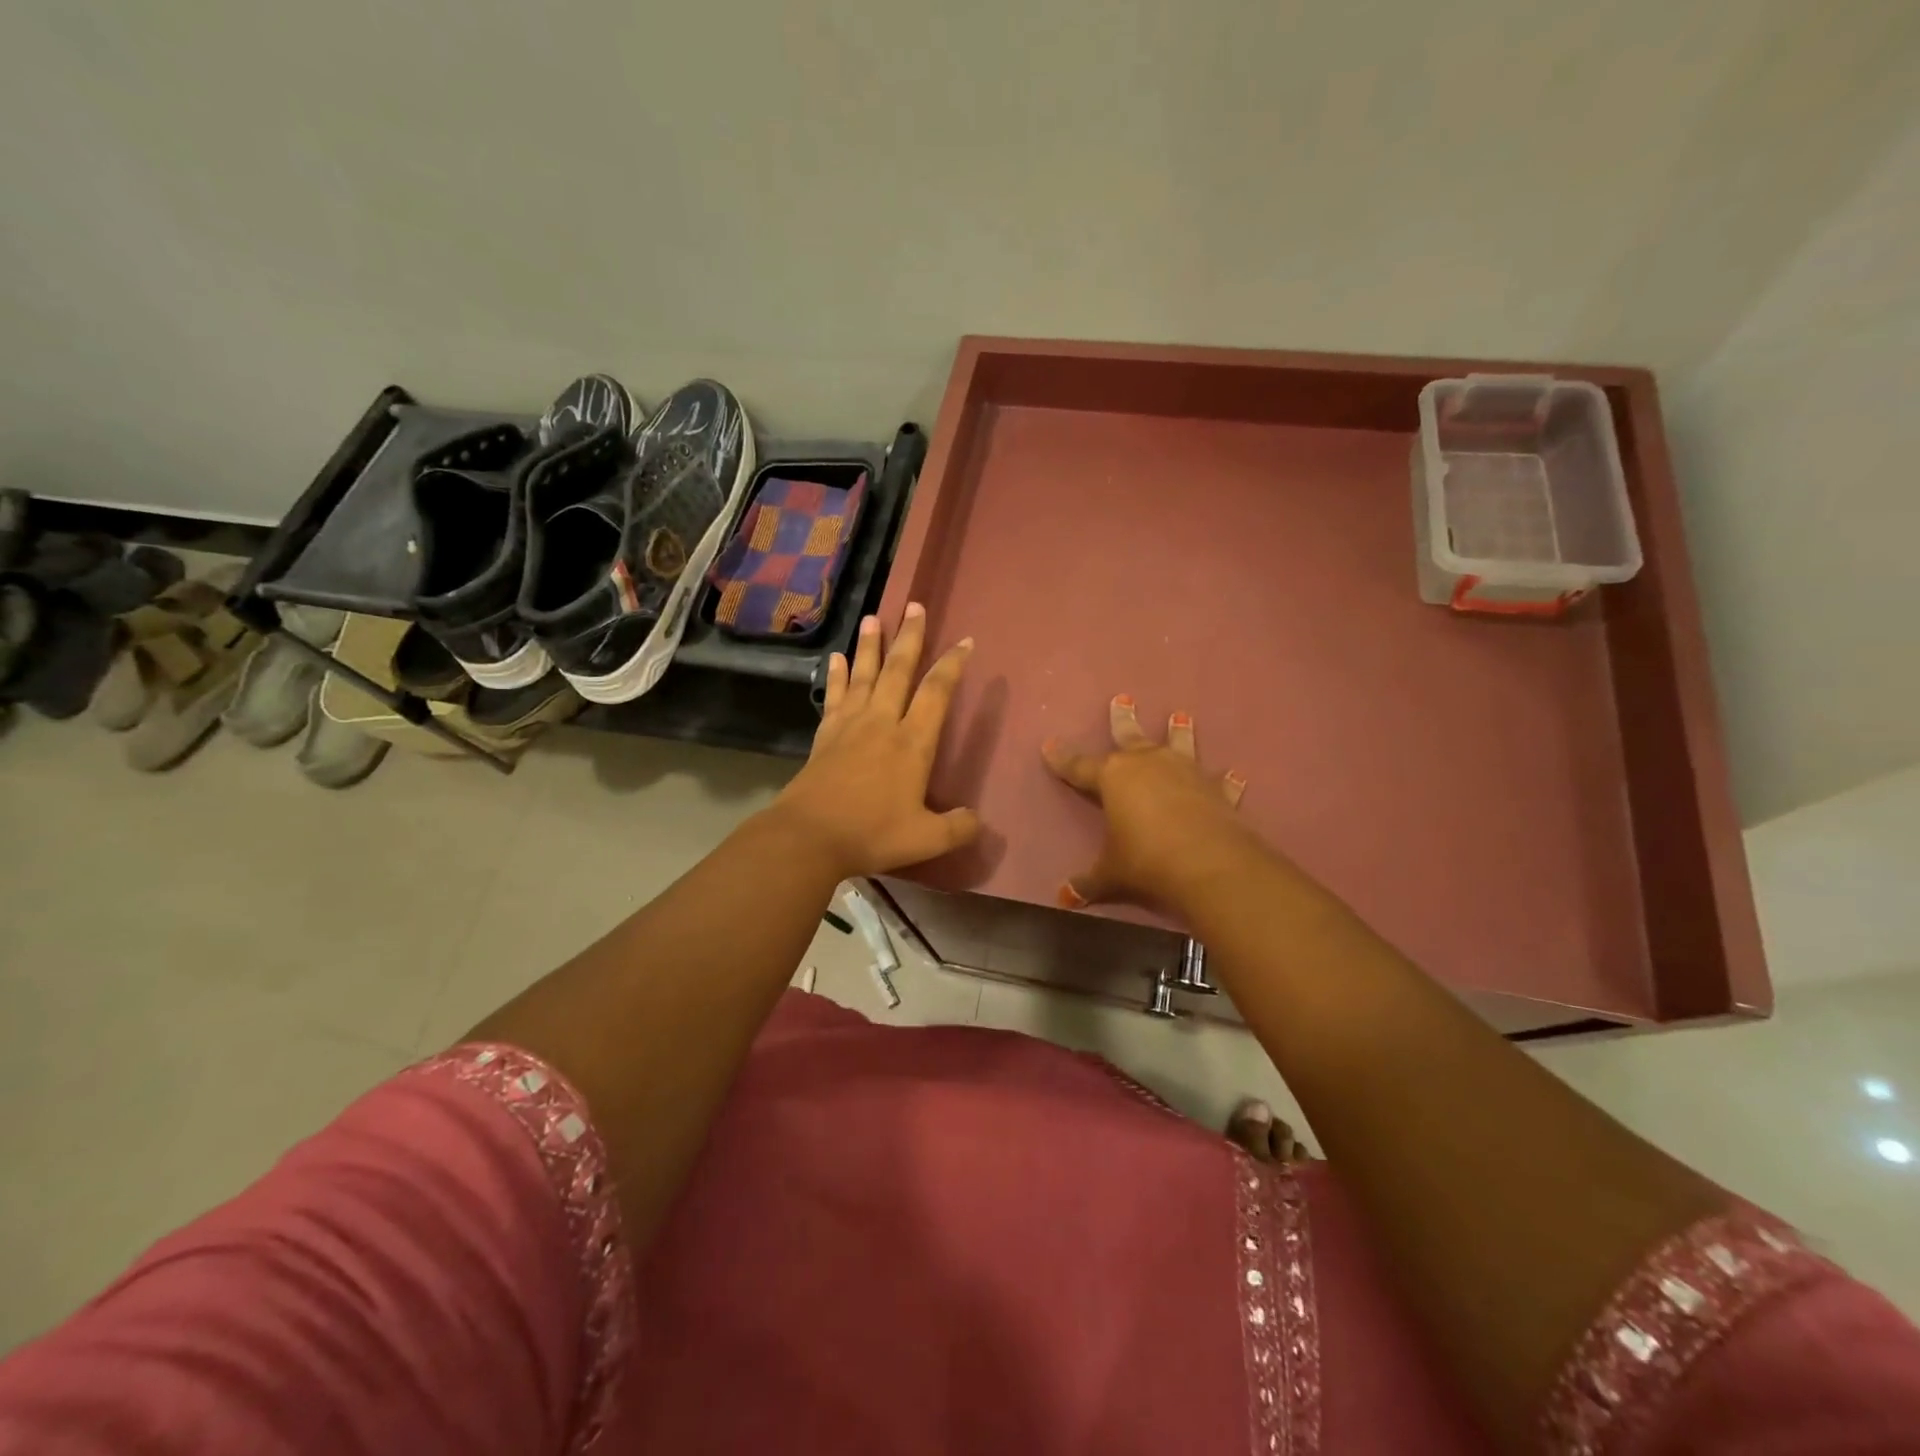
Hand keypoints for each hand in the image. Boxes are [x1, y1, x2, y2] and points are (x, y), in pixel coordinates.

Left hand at [770, 602, 980, 877]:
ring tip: (873, 617)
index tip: (964, 641)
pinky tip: (836, 658)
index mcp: (912, 742)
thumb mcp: (925, 838)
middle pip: (899, 670)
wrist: (809, 836)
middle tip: (914, 606)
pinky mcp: (825, 735)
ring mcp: (849, 725)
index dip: (952, 664)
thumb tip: (979, 821)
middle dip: (909, 637)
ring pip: (864, 675)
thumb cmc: (871, 833)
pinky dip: (838, 676)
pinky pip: (835, 696)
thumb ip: (957, 828)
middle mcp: (882, 723)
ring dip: (870, 645)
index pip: (937, 692)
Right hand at [1041, 696, 1252, 910]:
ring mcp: (1185, 772)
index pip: (1079, 765)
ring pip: (1178, 745)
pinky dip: (1225, 780)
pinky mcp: (1216, 790)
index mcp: (1113, 778)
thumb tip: (1063, 898)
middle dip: (1122, 719)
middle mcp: (1148, 764)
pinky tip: (1234, 774)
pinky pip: (1219, 782)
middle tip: (1122, 699)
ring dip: (1179, 731)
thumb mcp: (1110, 873)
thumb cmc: (1146, 861)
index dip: (1062, 758)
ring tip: (1181, 715)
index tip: (1049, 745)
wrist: (1208, 865)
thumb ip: (1088, 881)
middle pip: (1130, 736)